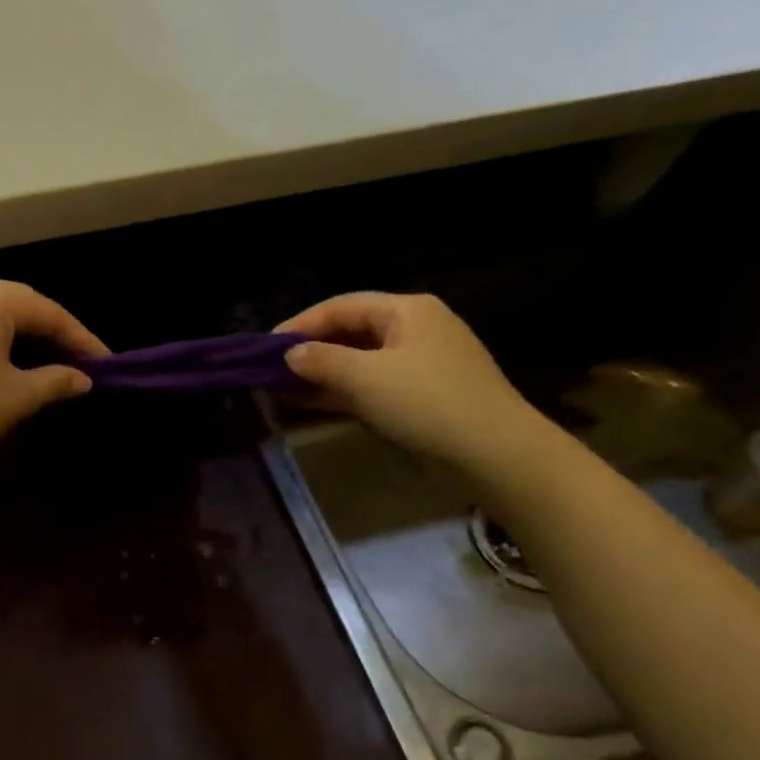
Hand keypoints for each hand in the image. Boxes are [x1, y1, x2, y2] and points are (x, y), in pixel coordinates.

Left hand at [0, 281, 107, 469]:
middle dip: (52, 334)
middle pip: (19, 307)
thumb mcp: (18, 396)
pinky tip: (5, 368)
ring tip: (48, 364)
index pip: (49, 312)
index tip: (106, 364)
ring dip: (22, 339)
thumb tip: (82, 379)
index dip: (82, 339)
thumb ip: (56, 381)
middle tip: (80, 361)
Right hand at [278, 293, 547, 471]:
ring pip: (359, 361)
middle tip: (270, 372)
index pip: (340, 306)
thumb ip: (321, 361)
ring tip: (282, 392)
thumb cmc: (426, 403)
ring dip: (321, 376)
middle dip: (309, 352)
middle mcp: (414, 328)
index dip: (299, 324)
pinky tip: (312, 405)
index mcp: (406, 310)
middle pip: (350, 332)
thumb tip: (289, 354)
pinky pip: (372, 385)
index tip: (264, 348)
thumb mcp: (365, 378)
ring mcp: (420, 363)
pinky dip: (342, 393)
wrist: (494, 452)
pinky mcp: (422, 394)